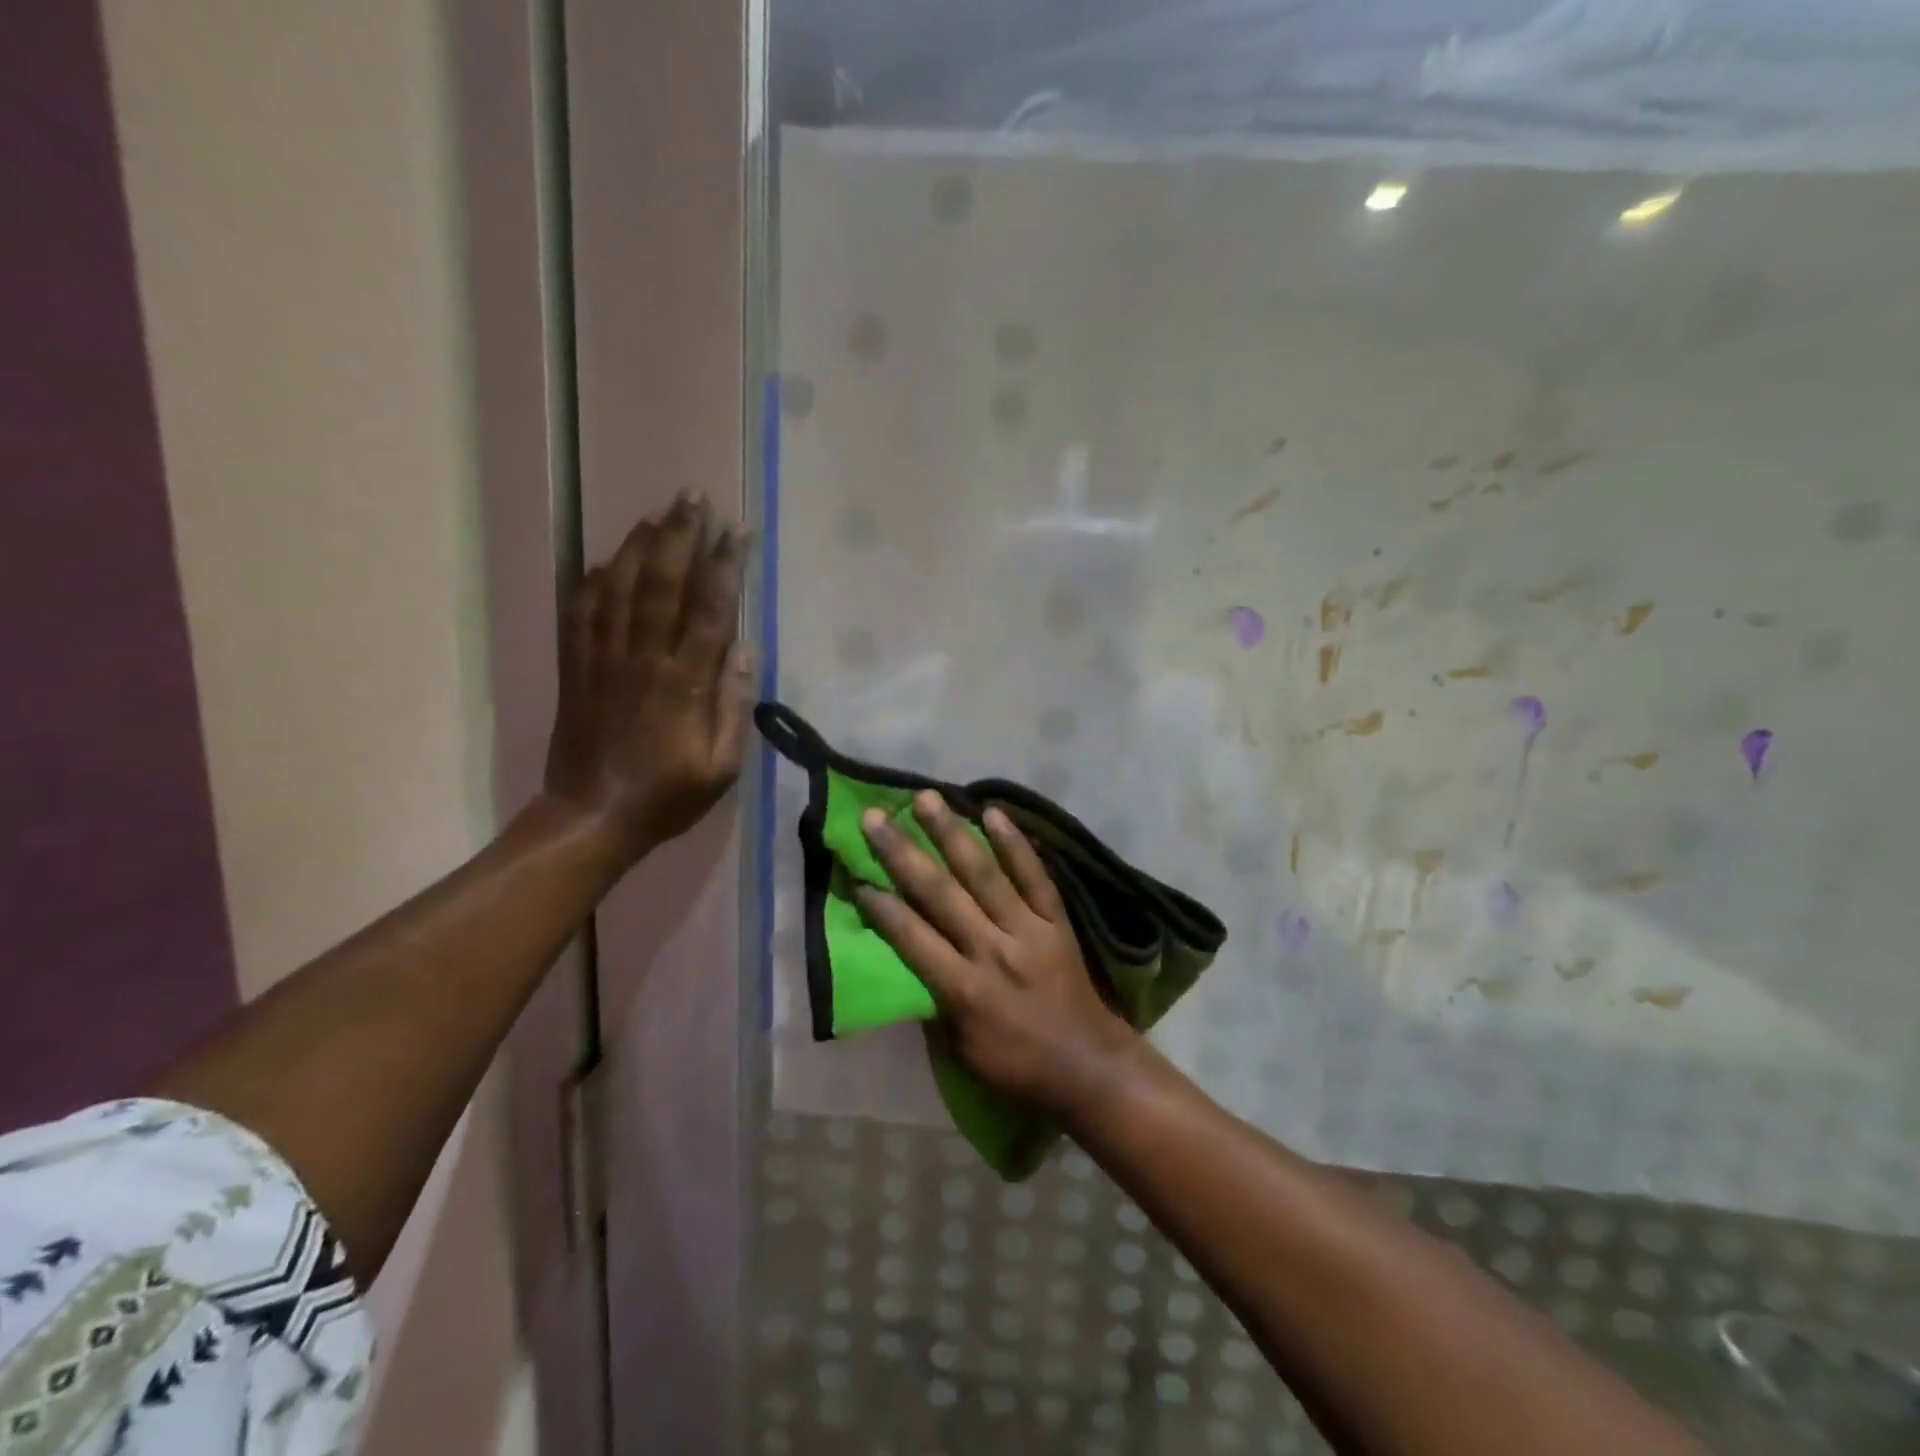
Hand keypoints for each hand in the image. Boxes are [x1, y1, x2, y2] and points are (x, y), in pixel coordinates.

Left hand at [544, 493, 752, 863]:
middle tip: (693, 497)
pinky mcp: (574, 668)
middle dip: (679, 535)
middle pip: (661, 583)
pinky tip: (604, 558)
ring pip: (618, 587)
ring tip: (656, 514)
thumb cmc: (667, 796)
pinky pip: (579, 612)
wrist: (591, 817)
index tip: (738, 530)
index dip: (725, 564)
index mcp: (684, 684)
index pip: (709, 609)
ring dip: (638, 545)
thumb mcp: (721, 767)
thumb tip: (746, 649)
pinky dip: (591, 580)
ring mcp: (602, 660)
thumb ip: (734, 707)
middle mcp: (642, 659)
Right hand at [855, 792, 1141, 1115]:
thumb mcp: (961, 1051)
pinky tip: (994, 811)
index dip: (882, 907)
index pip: (912, 938)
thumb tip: (909, 960)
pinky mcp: (1055, 919)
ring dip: (952, 832)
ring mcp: (1027, 930)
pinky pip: (1034, 875)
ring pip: (983, 873)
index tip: (856, 876)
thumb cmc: (1016, 1066)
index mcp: (963, 989)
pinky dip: (1015, 843)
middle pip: (940, 894)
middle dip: (902, 853)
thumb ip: (935, 1002)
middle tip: (874, 817)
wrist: (1087, 1066)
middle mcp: (991, 950)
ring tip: (927, 798)